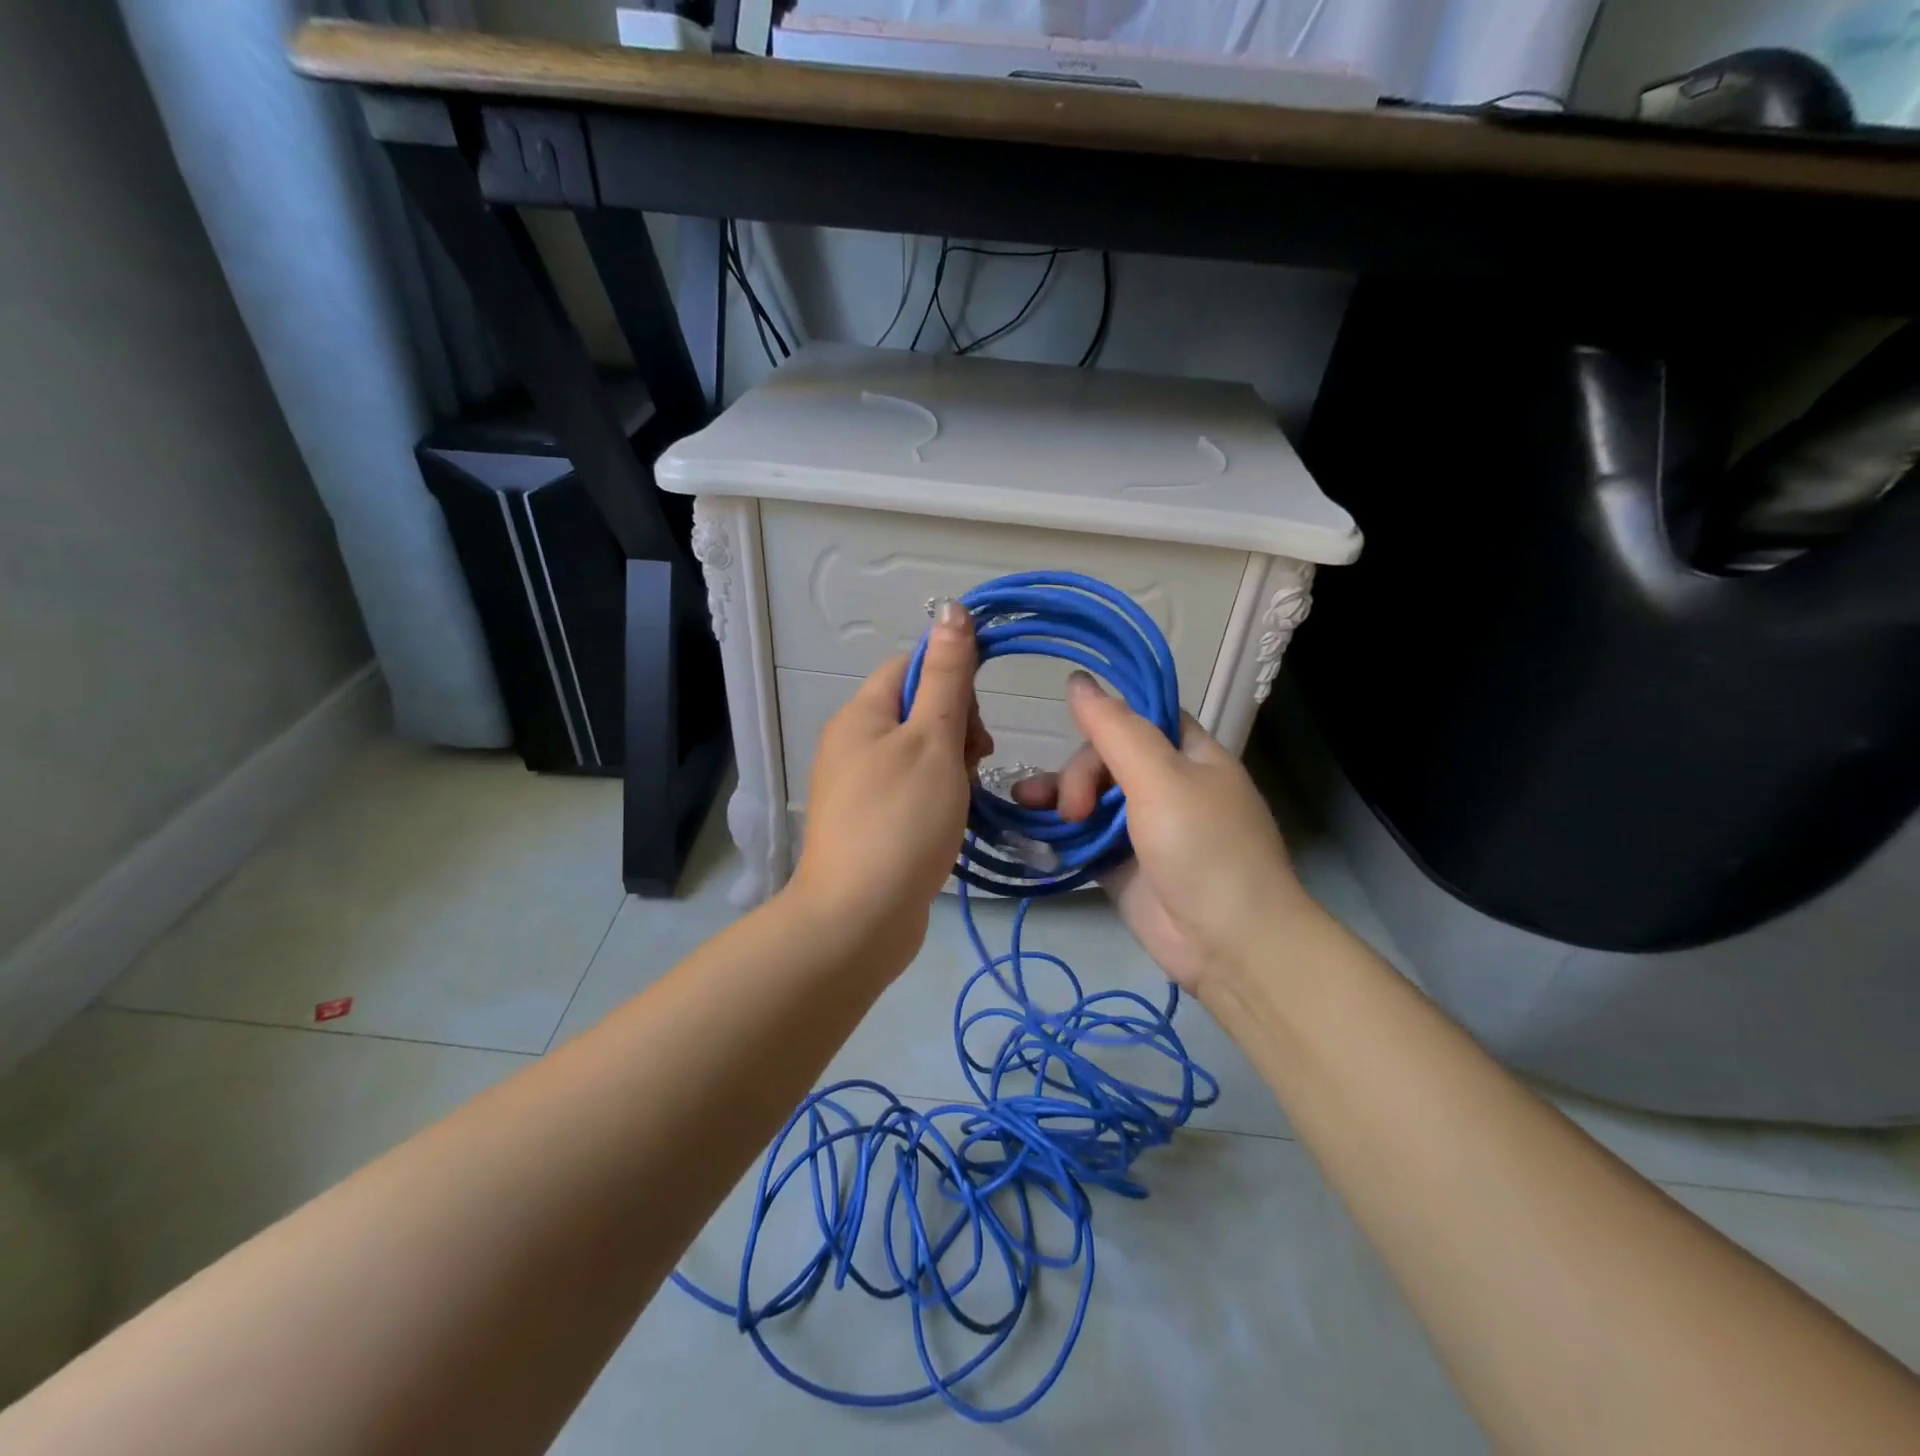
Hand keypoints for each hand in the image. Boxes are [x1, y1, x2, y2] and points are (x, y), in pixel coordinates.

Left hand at [787, 601, 992, 970]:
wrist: (859, 918)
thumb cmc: (901, 820)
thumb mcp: (932, 740)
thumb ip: (946, 676)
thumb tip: (951, 609)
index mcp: (861, 713)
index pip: (911, 666)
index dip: (951, 680)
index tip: (976, 719)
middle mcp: (853, 742)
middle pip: (916, 709)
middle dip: (955, 728)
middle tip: (973, 763)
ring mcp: (858, 785)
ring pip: (919, 752)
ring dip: (952, 766)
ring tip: (963, 798)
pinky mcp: (869, 820)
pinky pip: (911, 789)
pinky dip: (937, 796)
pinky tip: (951, 820)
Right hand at [1012, 672, 1316, 993]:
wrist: (1228, 943)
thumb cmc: (1204, 849)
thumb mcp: (1161, 779)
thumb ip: (1115, 729)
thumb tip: (1077, 680)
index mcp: (1189, 752)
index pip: (1138, 717)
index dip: (1104, 719)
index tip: (1068, 727)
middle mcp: (1165, 783)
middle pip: (1105, 756)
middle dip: (1079, 774)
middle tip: (1074, 809)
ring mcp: (1141, 825)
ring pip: (1088, 795)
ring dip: (1056, 795)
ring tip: (1028, 805)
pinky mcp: (1120, 861)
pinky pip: (1082, 834)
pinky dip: (1057, 829)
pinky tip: (1029, 826)